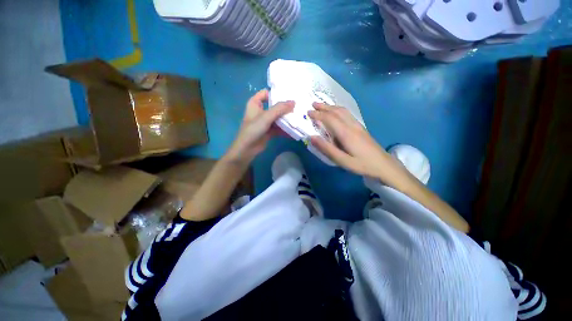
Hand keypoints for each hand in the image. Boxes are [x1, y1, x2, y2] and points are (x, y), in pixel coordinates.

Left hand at [225, 90, 293, 163]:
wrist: (247, 149)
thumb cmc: (253, 129)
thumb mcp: (266, 117)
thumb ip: (280, 109)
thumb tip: (293, 102)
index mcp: (255, 103)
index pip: (266, 93)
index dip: (276, 93)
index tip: (289, 95)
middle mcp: (260, 111)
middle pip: (274, 106)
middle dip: (285, 107)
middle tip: (298, 107)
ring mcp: (265, 122)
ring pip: (277, 117)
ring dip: (286, 119)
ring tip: (299, 118)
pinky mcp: (269, 131)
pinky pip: (279, 127)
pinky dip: (285, 129)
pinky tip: (294, 130)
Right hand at [308, 103, 397, 178]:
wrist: (384, 165)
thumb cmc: (362, 164)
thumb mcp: (342, 160)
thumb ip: (327, 149)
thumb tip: (312, 137)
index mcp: (346, 133)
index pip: (330, 119)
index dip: (318, 114)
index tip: (308, 113)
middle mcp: (352, 126)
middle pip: (337, 111)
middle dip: (324, 107)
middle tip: (313, 105)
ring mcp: (358, 125)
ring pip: (343, 111)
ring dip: (331, 107)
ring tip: (322, 106)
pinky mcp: (361, 128)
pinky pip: (347, 114)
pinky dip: (338, 110)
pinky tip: (336, 113)